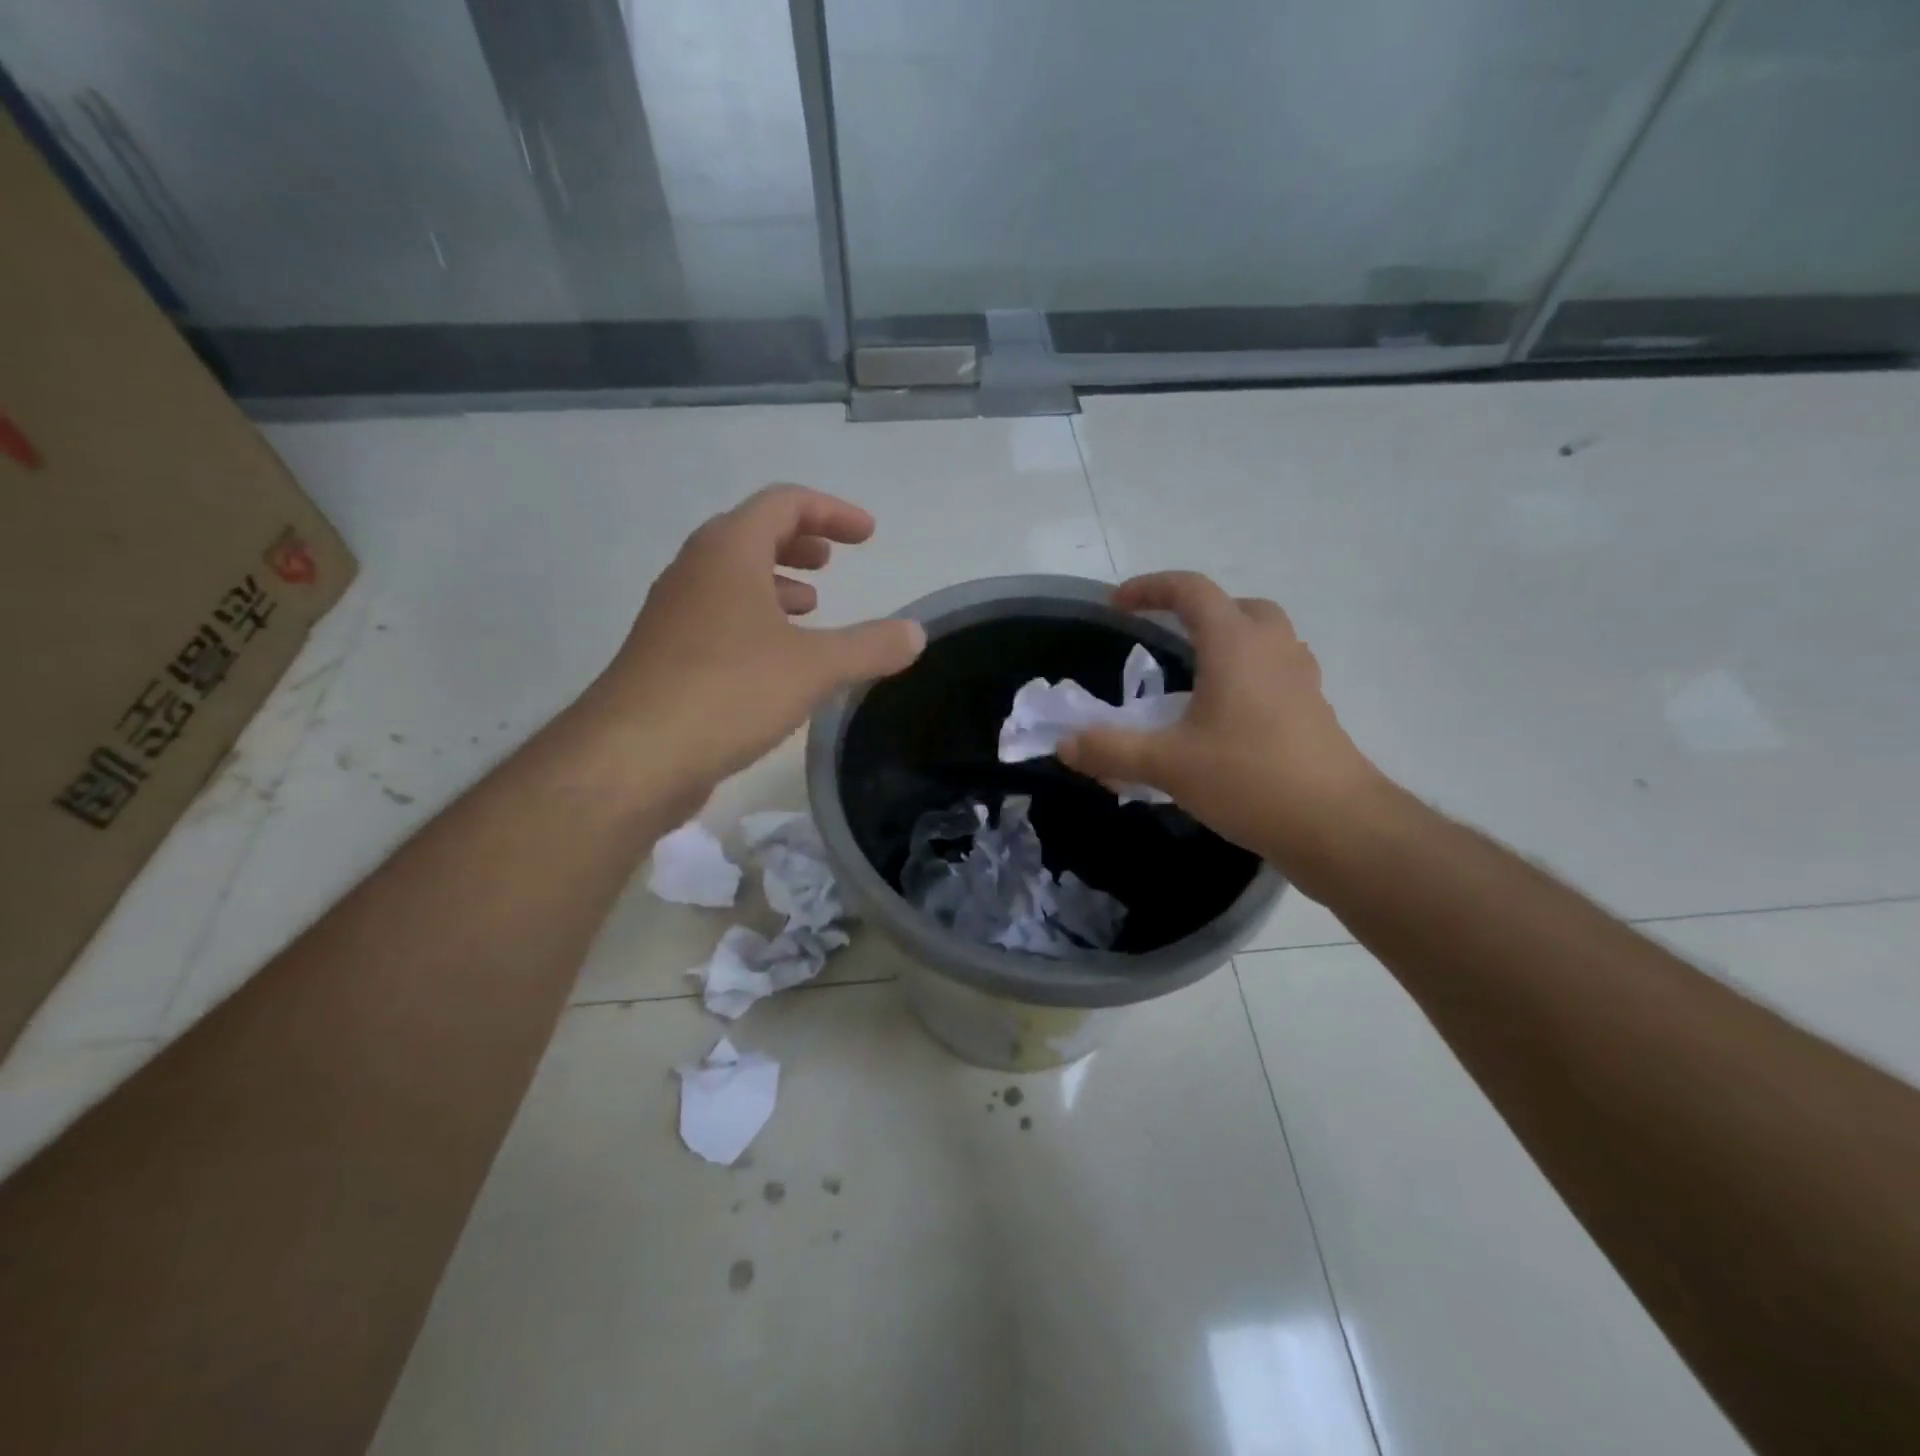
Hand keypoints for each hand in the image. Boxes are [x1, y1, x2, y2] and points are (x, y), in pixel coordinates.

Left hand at [586, 485, 923, 797]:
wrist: (633, 756)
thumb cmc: (729, 691)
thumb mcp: (815, 667)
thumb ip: (870, 647)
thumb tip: (916, 633)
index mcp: (729, 552)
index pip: (783, 503)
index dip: (831, 511)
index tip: (868, 535)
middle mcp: (695, 571)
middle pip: (751, 533)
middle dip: (799, 542)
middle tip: (832, 561)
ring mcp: (674, 614)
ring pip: (731, 579)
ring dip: (775, 583)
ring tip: (811, 606)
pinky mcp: (666, 655)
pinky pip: (718, 617)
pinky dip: (754, 620)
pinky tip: (775, 659)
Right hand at [1060, 571, 1385, 879]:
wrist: (1338, 826)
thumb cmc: (1250, 779)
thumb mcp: (1168, 765)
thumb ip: (1111, 750)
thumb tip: (1065, 744)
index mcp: (1235, 645)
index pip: (1191, 591)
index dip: (1150, 588)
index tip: (1117, 606)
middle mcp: (1273, 650)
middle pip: (1237, 607)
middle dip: (1197, 612)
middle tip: (1166, 637)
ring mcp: (1301, 680)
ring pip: (1264, 639)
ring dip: (1228, 643)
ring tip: (1195, 679)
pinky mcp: (1314, 712)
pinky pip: (1277, 674)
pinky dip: (1248, 678)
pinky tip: (1226, 720)